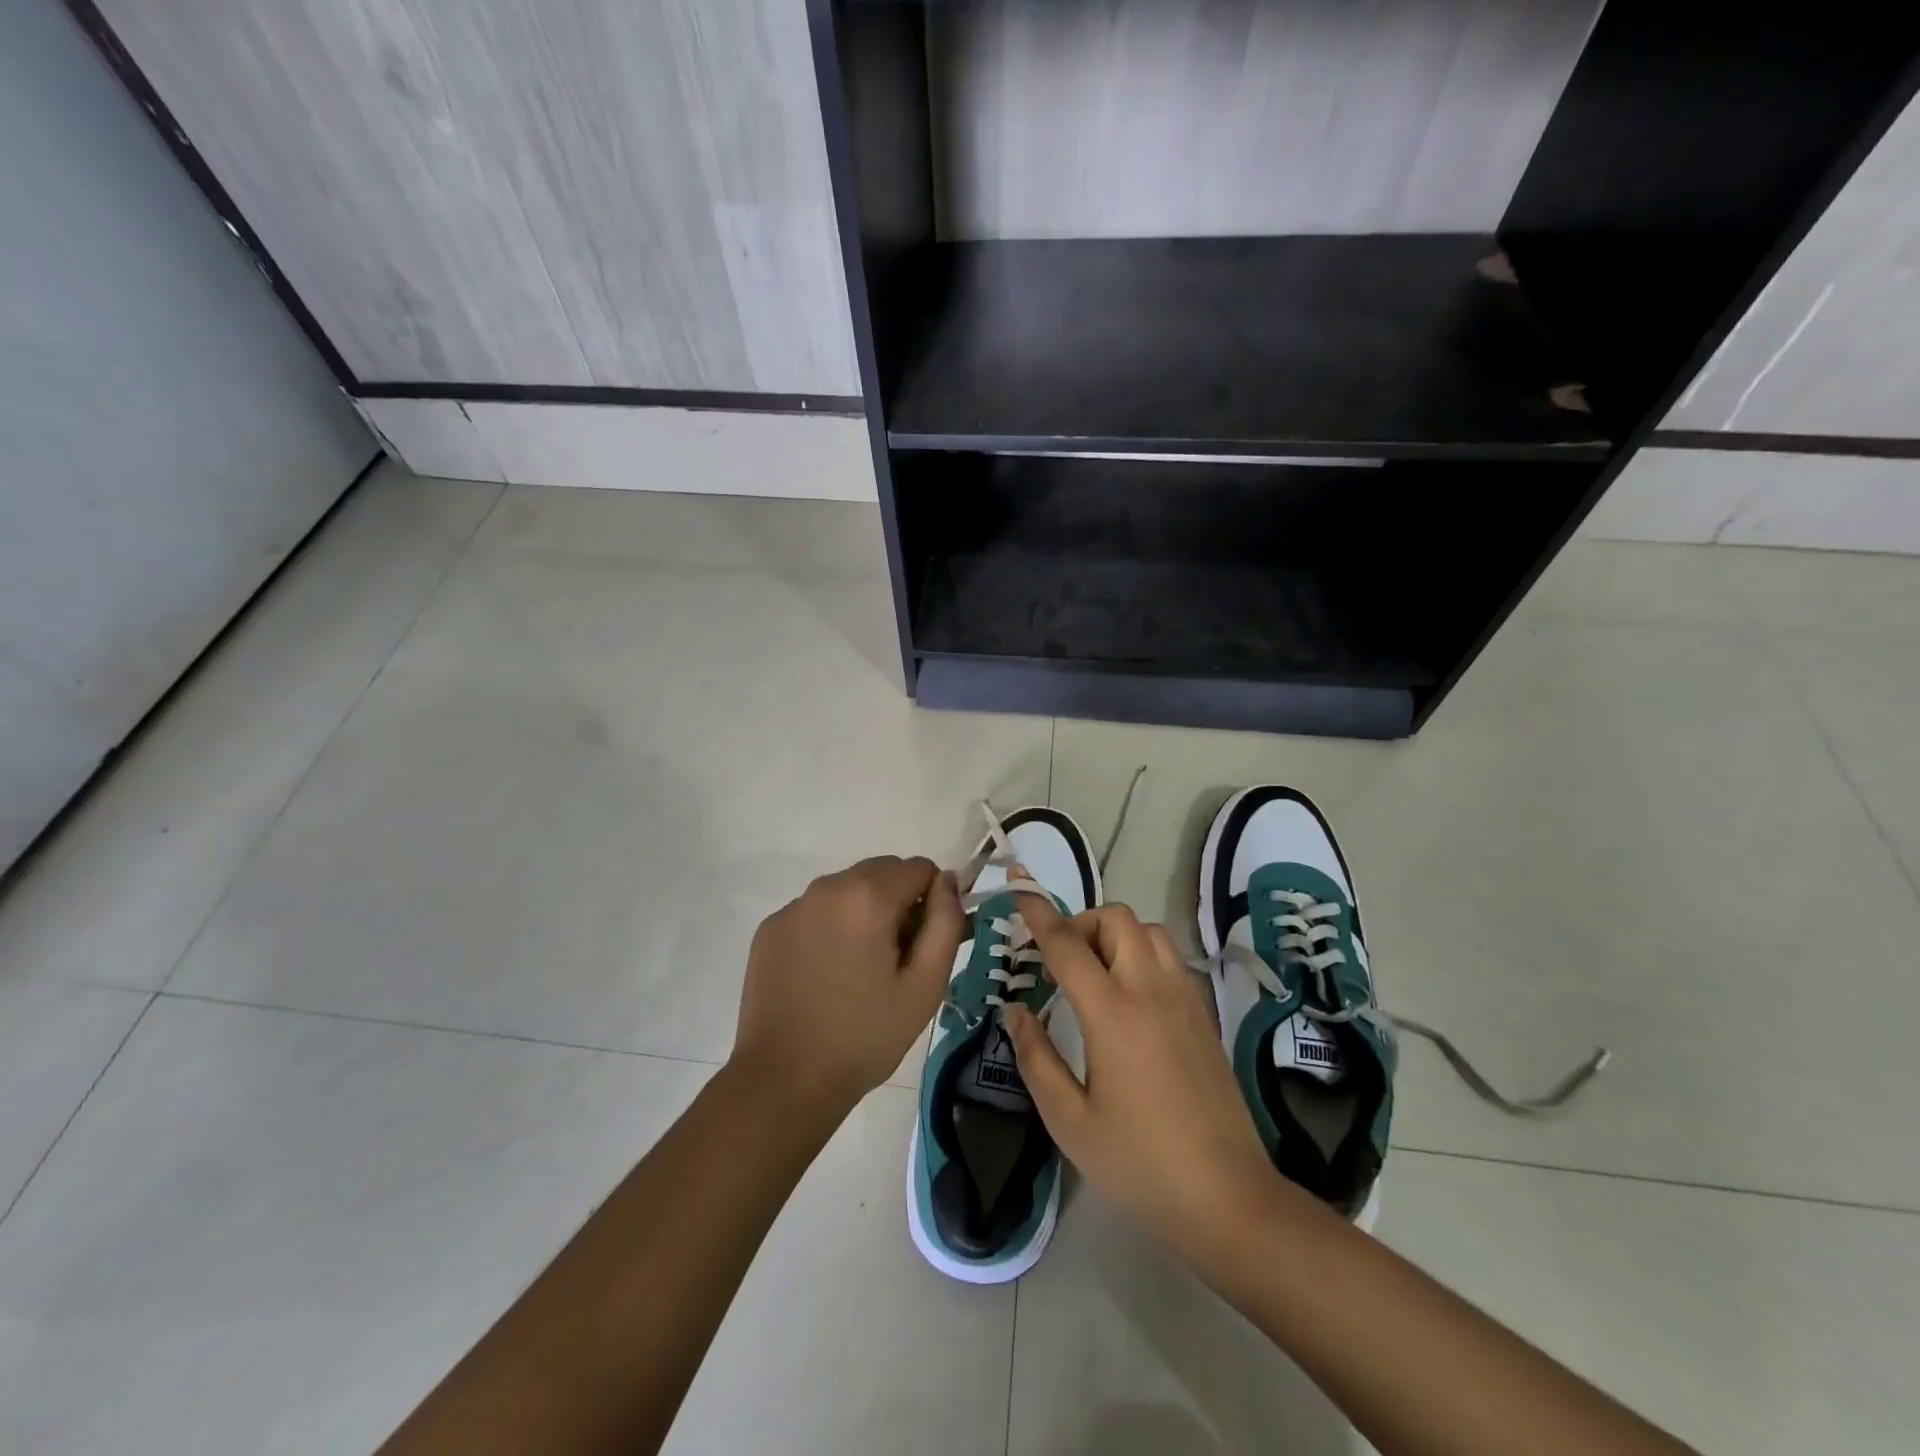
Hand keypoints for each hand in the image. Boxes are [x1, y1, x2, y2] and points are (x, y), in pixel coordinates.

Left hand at [731, 855, 964, 1122]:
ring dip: (864, 911)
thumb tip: (948, 881)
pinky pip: (815, 909)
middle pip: (881, 871)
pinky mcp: (770, 928)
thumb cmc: (865, 1036)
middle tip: (896, 958)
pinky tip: (826, 973)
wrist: (784, 1080)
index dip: (933, 900)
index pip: (919, 868)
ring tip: (859, 969)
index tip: (925, 943)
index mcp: (868, 897)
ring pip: (847, 888)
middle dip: (898, 901)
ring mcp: (793, 907)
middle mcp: (827, 887)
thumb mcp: (925, 985)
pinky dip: (831, 926)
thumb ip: (946, 923)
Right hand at [1000, 896, 1283, 1275]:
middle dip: (1081, 923)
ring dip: (1115, 935)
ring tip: (1095, 974)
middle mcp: (1151, 990)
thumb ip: (1036, 1057)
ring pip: (1149, 931)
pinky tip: (1130, 998)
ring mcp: (1184, 999)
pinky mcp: (1204, 1015)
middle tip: (1059, 961)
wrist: (1228, 1198)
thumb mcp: (1070, 1121)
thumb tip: (1014, 1010)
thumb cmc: (1139, 1163)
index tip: (1019, 889)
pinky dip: (1142, 955)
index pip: (1067, 944)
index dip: (1038, 913)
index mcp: (1112, 1013)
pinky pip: (1170, 958)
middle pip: (1116, 919)